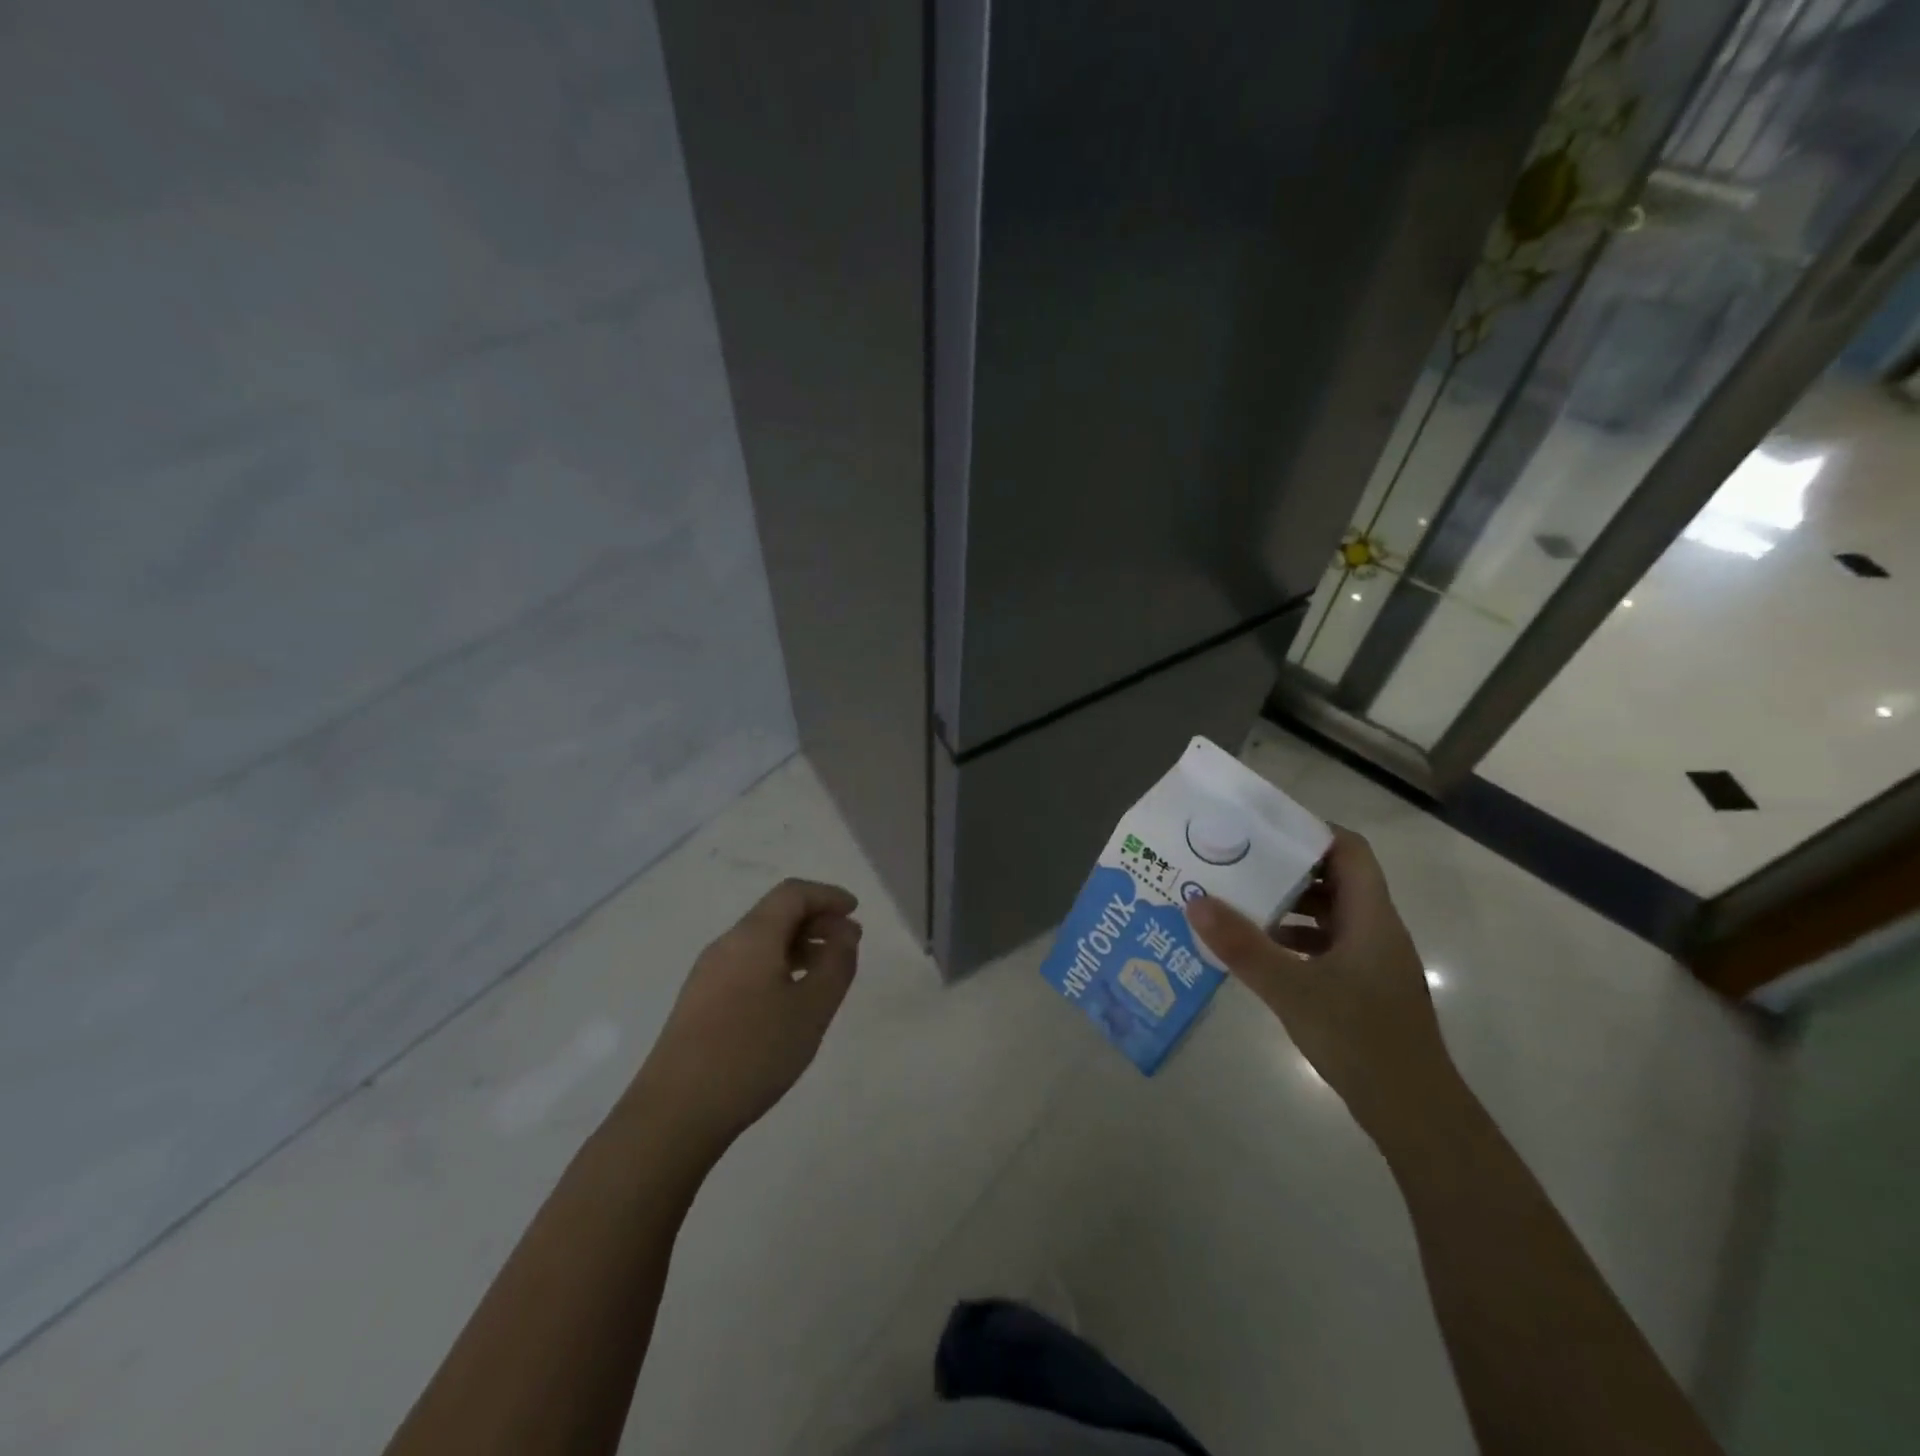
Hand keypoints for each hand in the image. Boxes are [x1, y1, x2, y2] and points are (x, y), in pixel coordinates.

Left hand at [631, 878, 861, 1156]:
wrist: (675, 1112)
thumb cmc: (752, 1053)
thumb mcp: (811, 1009)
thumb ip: (836, 964)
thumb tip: (845, 933)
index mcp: (752, 936)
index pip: (793, 893)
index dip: (827, 895)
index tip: (856, 912)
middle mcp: (726, 945)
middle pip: (775, 914)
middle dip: (816, 920)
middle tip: (849, 945)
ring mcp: (708, 974)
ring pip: (761, 942)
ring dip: (798, 945)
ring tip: (826, 974)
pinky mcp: (699, 1003)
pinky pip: (747, 965)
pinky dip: (777, 966)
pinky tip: (791, 999)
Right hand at [1185, 826, 1456, 1131]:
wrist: (1414, 1113)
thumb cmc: (1359, 1039)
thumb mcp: (1291, 988)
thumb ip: (1243, 945)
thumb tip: (1196, 900)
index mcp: (1370, 916)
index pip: (1349, 850)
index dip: (1311, 830)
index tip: (1263, 827)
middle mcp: (1375, 929)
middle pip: (1335, 877)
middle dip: (1287, 866)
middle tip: (1238, 860)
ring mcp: (1372, 960)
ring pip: (1330, 912)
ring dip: (1288, 903)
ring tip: (1239, 900)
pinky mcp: (1363, 986)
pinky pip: (1327, 943)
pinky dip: (1295, 938)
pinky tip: (1260, 951)